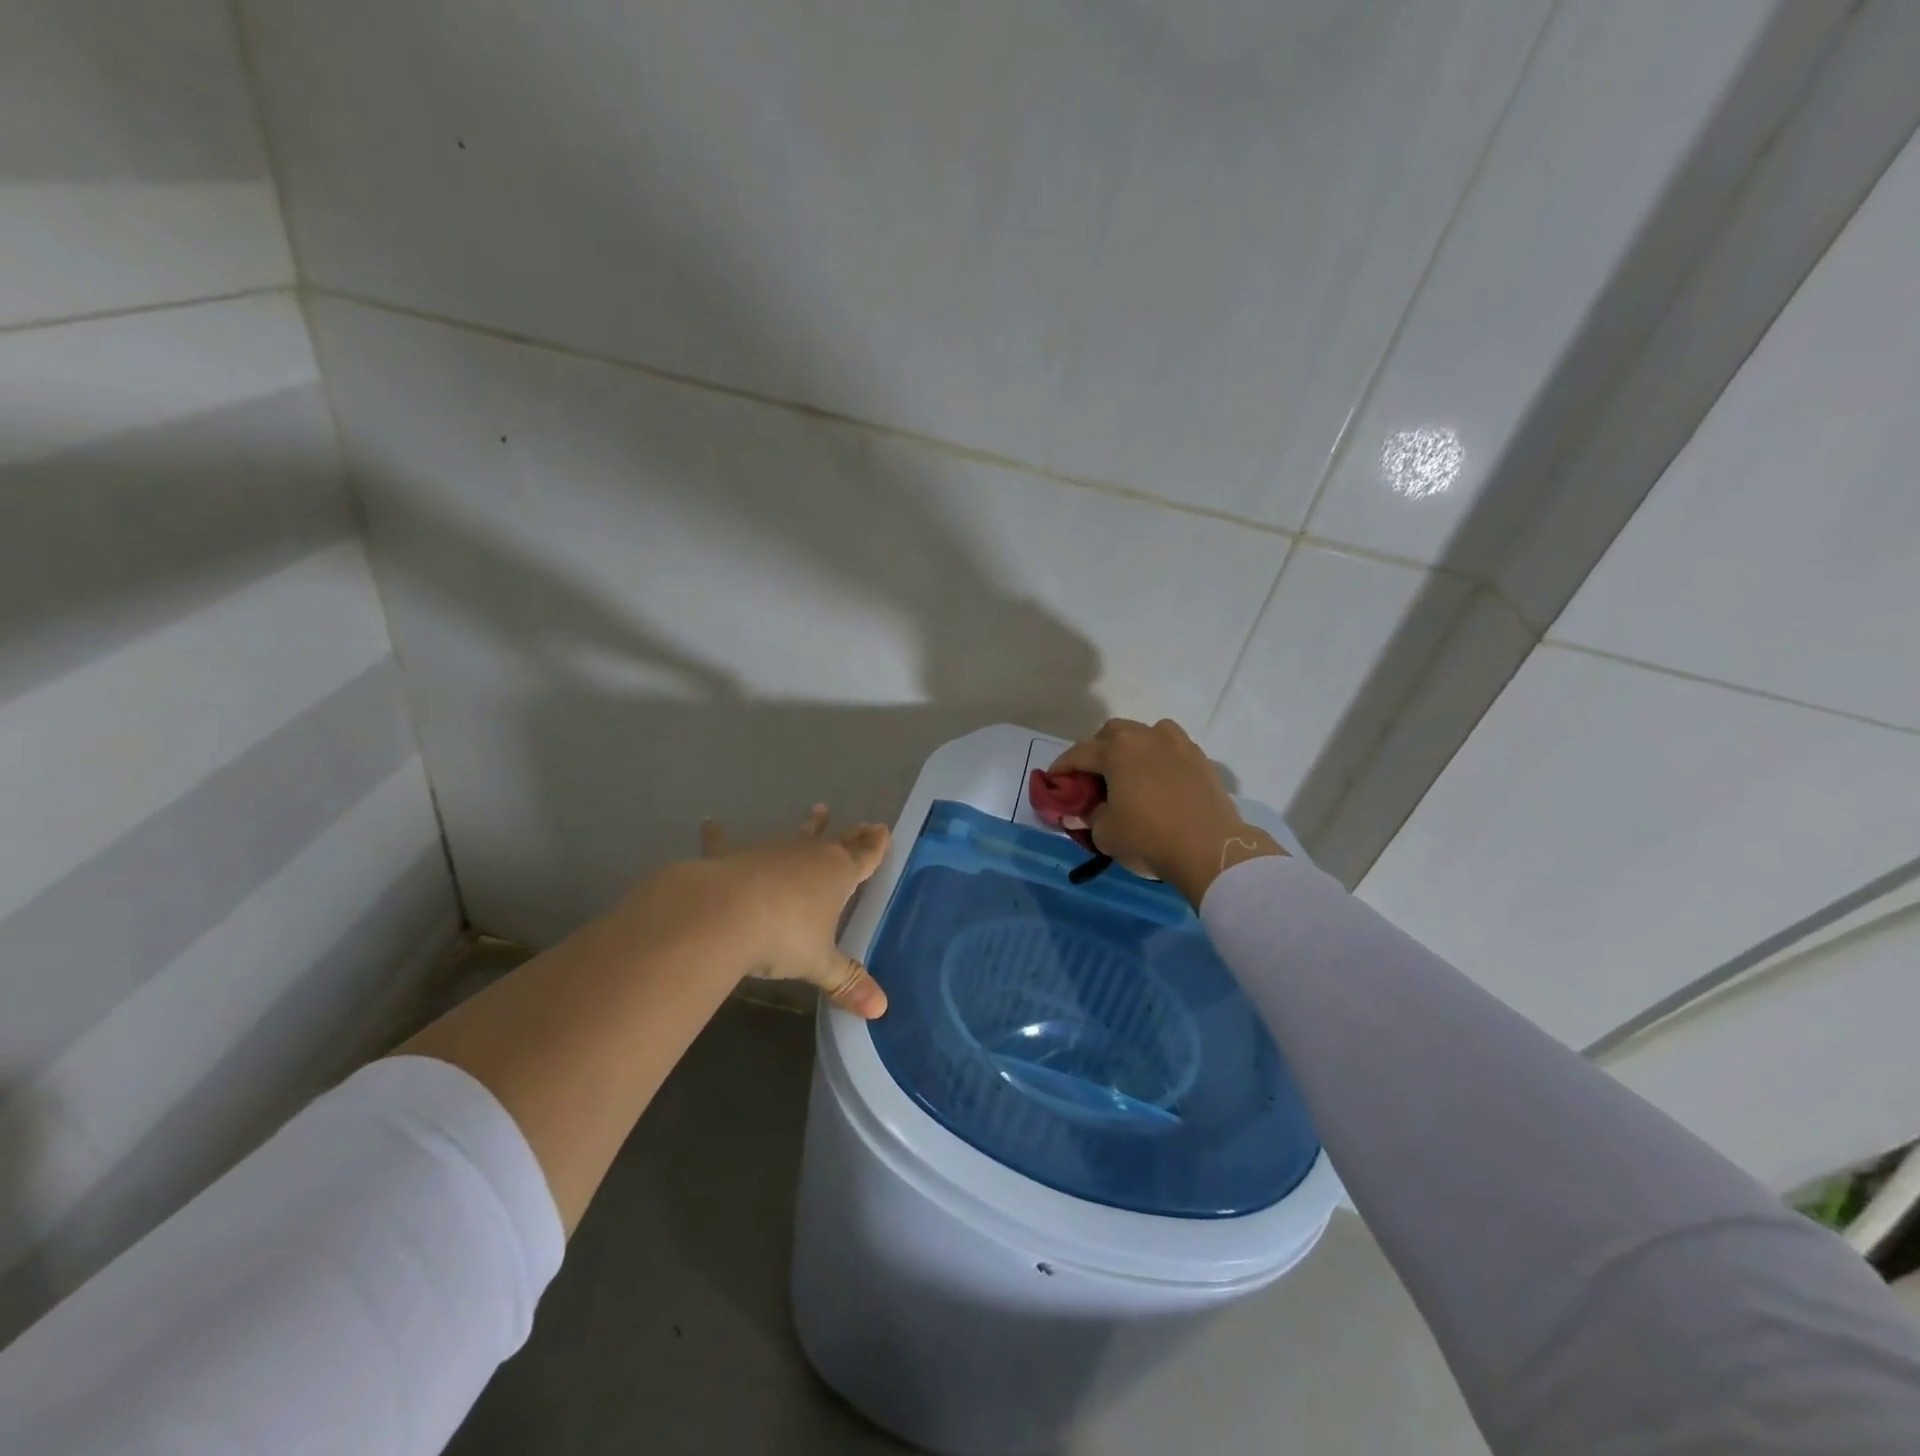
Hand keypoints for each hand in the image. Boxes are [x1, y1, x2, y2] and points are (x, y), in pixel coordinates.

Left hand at [697, 806, 890, 1018]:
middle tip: (863, 823)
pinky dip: (719, 834)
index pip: (864, 857)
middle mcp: (808, 856)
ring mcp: (770, 851)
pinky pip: (727, 841)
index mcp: (837, 875)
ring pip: (795, 834)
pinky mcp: (733, 856)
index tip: (883, 830)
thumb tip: (881, 1009)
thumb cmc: (783, 936)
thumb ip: (847, 982)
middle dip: (851, 835)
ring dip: (808, 825)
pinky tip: (711, 822)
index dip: (875, 846)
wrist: (724, 913)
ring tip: (819, 810)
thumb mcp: (819, 964)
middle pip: (837, 842)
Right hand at [1051, 719, 1283, 906]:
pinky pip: (1170, 748)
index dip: (1061, 768)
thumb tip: (1082, 812)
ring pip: (1144, 733)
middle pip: (1112, 733)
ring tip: (1127, 773)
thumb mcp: (1105, 833)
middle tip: (1091, 778)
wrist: (1210, 849)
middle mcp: (1145, 736)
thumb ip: (1087, 817)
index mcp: (1116, 750)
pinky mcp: (1199, 758)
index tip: (1053, 782)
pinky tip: (1156, 780)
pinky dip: (1157, 758)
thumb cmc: (1149, 838)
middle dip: (1096, 751)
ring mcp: (1176, 743)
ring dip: (1130, 747)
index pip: (1078, 754)